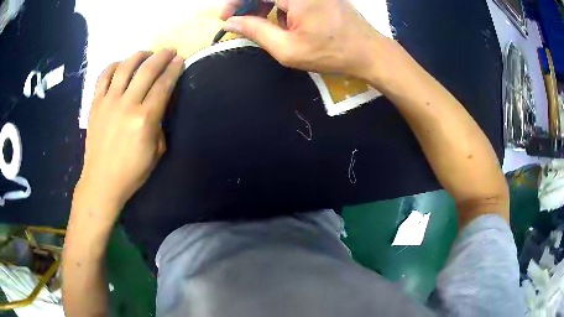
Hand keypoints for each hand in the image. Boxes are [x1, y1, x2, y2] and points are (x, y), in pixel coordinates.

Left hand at [75, 49, 184, 215]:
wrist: (101, 182)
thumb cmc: (131, 172)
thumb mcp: (156, 153)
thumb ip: (159, 125)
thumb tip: (158, 107)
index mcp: (144, 119)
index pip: (163, 85)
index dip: (174, 70)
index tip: (180, 60)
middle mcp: (126, 104)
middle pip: (146, 70)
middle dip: (161, 56)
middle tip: (169, 50)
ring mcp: (108, 102)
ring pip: (124, 67)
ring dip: (138, 55)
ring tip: (146, 53)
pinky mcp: (95, 104)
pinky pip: (103, 77)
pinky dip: (113, 66)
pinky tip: (120, 64)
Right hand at [220, 0, 388, 78]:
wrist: (369, 51)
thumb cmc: (330, 52)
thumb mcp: (287, 48)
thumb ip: (255, 31)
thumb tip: (230, 23)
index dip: (235, 2)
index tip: (226, 18)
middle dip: (250, 5)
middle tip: (242, 23)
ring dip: (266, 6)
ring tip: (269, 27)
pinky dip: (283, 6)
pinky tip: (289, 22)